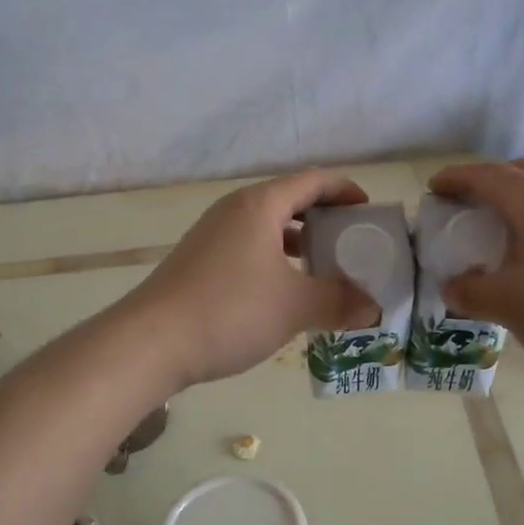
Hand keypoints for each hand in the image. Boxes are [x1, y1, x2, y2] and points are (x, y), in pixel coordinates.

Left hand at [123, 169, 379, 388]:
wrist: (150, 343)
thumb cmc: (230, 311)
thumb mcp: (294, 307)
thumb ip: (339, 303)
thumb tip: (373, 309)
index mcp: (260, 205)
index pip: (313, 181)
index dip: (345, 190)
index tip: (369, 211)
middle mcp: (234, 211)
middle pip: (289, 201)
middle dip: (324, 218)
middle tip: (352, 242)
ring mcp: (211, 235)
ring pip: (266, 227)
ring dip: (298, 242)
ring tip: (324, 268)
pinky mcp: (198, 261)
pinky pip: (248, 248)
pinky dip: (274, 260)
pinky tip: (284, 293)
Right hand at [429, 159, 523, 388]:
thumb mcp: (509, 305)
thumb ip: (471, 292)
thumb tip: (452, 286)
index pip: (488, 176)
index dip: (456, 178)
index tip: (433, 188)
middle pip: (523, 173)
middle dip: (490, 181)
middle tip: (466, 206)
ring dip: (518, 204)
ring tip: (498, 235)